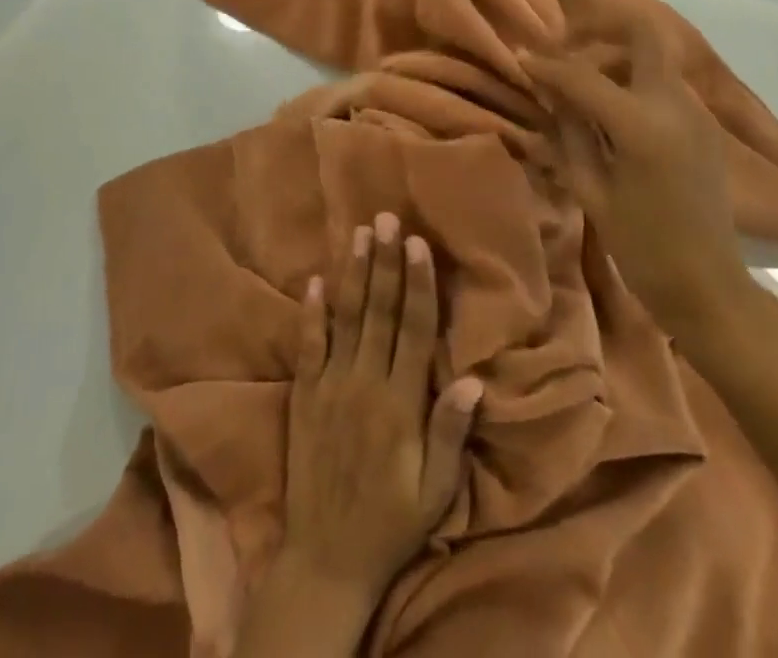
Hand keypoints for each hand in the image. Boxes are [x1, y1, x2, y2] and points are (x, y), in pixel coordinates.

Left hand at [281, 212, 482, 606]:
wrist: (325, 560)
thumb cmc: (391, 522)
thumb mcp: (435, 491)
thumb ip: (451, 433)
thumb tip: (473, 379)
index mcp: (400, 403)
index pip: (413, 329)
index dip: (417, 283)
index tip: (418, 243)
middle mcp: (364, 384)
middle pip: (378, 311)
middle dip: (385, 262)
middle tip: (386, 218)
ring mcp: (330, 387)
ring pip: (344, 318)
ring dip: (353, 272)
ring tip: (358, 232)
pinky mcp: (304, 396)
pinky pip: (308, 346)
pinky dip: (311, 312)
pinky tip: (315, 280)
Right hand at [523, 0, 756, 337]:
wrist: (708, 286)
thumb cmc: (642, 246)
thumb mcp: (592, 191)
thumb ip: (570, 133)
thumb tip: (551, 94)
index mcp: (643, 125)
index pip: (584, 76)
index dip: (547, 65)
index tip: (521, 55)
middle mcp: (675, 104)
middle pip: (643, 34)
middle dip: (602, 29)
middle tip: (568, 47)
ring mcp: (696, 111)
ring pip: (653, 57)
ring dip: (616, 58)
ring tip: (583, 84)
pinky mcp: (704, 124)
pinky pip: (663, 84)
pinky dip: (633, 81)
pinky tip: (611, 110)